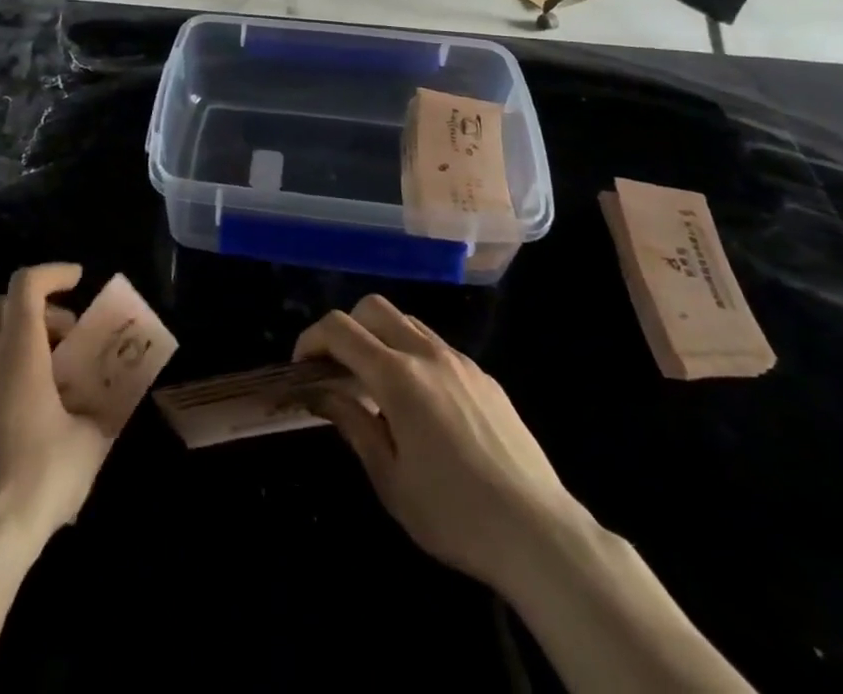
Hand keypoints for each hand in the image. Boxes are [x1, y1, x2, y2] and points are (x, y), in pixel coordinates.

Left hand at [0, 264, 112, 561]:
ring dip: (14, 346)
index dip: (53, 272)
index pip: (26, 284)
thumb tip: (104, 401)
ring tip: (43, 385)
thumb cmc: (37, 480)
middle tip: (64, 337)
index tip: (78, 280)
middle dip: (34, 309)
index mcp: (17, 352)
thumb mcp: (88, 443)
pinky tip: (13, 421)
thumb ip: (99, 409)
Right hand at [294, 295, 574, 585]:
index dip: (311, 339)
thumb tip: (321, 393)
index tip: (302, 368)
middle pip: (373, 308)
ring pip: (407, 322)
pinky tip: (422, 405)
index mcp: (397, 376)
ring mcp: (460, 361)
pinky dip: (413, 356)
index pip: (340, 329)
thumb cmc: (454, 515)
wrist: (540, 534)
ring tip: (377, 386)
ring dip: (381, 338)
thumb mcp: (390, 480)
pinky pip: (437, 347)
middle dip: (345, 329)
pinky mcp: (485, 377)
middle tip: (337, 370)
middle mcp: (427, 354)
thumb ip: (352, 425)